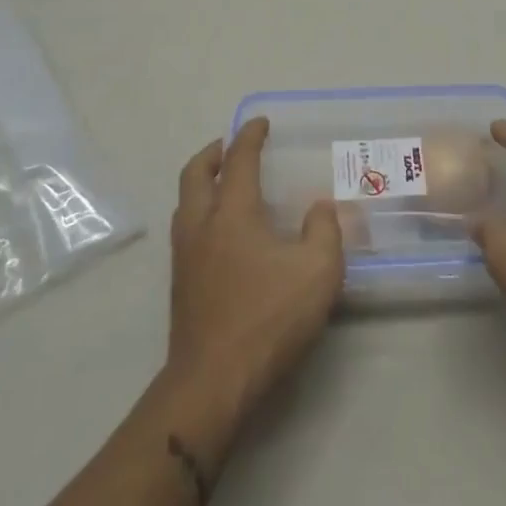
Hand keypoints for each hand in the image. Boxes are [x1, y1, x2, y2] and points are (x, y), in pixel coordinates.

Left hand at [163, 118, 343, 437]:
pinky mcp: (181, 285)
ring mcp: (185, 256)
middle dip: (212, 153)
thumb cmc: (268, 318)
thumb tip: (320, 209)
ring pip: (184, 202)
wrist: (213, 382)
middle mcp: (202, 225)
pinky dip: (200, 212)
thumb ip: (324, 231)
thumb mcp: (317, 271)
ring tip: (224, 183)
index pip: (239, 161)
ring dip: (202, 183)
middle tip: (230, 146)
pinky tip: (222, 233)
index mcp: (232, 213)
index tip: (259, 123)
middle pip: (195, 174)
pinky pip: (186, 229)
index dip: (250, 137)